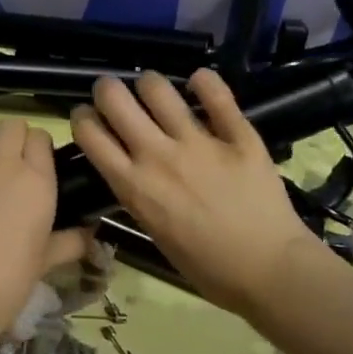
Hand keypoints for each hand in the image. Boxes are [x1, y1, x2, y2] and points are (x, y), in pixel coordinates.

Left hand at [0, 118, 89, 353]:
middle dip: (10, 138)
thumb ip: (69, 242)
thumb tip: (90, 236)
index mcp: (34, 180)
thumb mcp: (45, 262)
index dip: (38, 148)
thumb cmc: (8, 282)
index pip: (40, 137)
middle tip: (6, 164)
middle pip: (9, 125)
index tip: (35, 164)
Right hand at [71, 69, 316, 317]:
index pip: (90, 134)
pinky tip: (200, 83)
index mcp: (134, 186)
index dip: (82, 118)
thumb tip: (130, 168)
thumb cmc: (208, 267)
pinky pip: (216, 93)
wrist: (269, 271)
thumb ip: (138, 194)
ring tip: (155, 91)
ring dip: (150, 84)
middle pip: (115, 99)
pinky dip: (204, 81)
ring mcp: (199, 142)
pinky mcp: (238, 135)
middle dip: (107, 90)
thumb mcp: (155, 232)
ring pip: (158, 88)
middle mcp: (158, 156)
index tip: (88, 117)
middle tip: (115, 96)